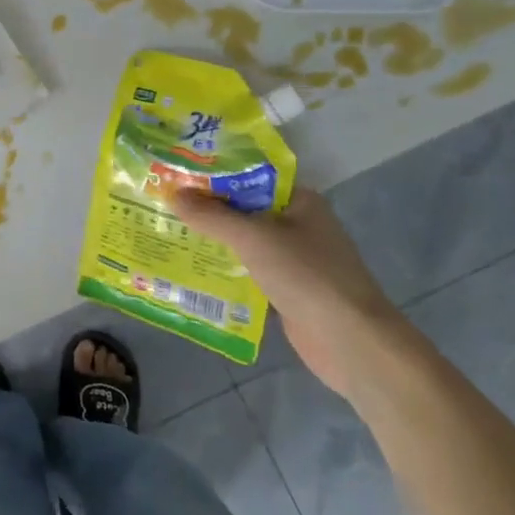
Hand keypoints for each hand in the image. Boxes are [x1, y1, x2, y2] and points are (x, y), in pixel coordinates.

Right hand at [168, 185, 405, 398]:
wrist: (349, 341)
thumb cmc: (305, 274)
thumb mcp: (253, 237)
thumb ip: (212, 216)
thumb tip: (174, 194)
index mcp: (300, 201)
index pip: (251, 177)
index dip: (215, 174)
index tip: (178, 174)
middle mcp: (299, 225)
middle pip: (245, 210)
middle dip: (208, 209)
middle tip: (164, 203)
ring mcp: (295, 260)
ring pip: (246, 243)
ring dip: (214, 241)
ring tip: (170, 233)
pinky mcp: (289, 290)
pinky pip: (250, 272)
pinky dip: (226, 271)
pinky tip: (193, 270)